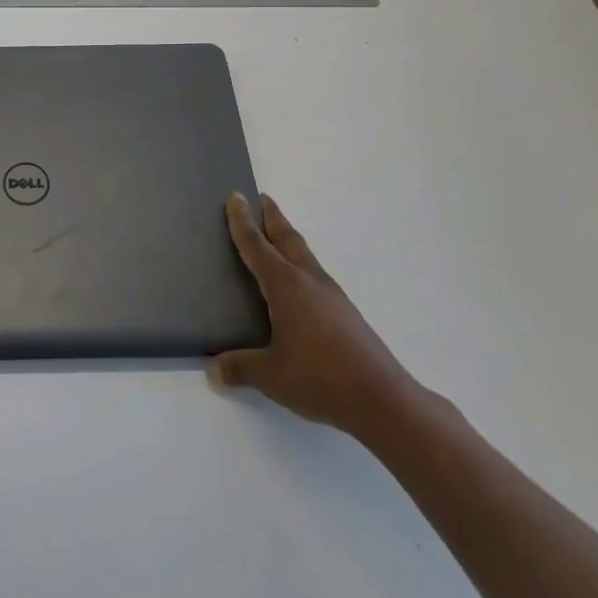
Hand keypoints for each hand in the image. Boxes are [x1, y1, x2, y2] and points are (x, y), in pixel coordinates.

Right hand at [208, 192, 420, 440]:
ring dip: (288, 239)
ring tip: (276, 236)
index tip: (236, 196)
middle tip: (261, 199)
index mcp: (286, 286)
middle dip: (272, 217)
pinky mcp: (346, 313)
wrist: (383, 400)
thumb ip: (240, 367)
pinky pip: (315, 275)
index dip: (242, 221)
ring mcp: (332, 296)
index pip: (257, 246)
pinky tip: (298, 285)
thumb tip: (214, 368)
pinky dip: (300, 264)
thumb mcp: (271, 376)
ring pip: (304, 255)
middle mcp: (309, 281)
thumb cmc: (321, 378)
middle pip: (287, 238)